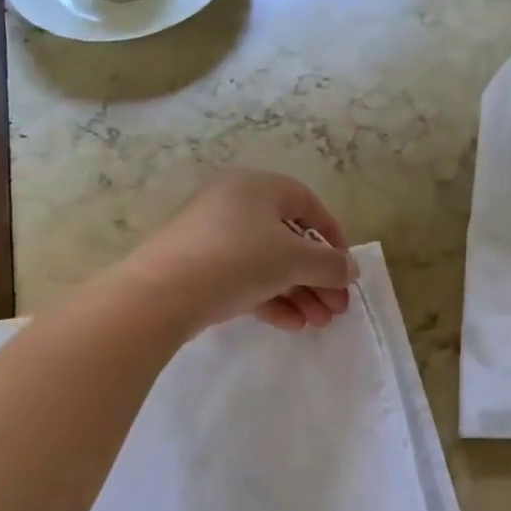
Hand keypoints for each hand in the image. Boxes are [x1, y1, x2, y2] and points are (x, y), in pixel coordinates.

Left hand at [124, 168, 357, 332]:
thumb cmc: (238, 259)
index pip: (309, 205)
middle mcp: (235, 203)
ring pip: (267, 262)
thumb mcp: (294, 259)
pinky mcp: (198, 266)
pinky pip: (243, 277)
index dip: (334, 238)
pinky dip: (270, 297)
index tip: (345, 270)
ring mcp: (213, 235)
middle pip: (289, 239)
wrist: (161, 293)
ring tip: (318, 324)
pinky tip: (291, 325)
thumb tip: (350, 270)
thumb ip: (329, 264)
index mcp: (259, 186)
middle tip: (336, 309)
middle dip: (317, 277)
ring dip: (298, 292)